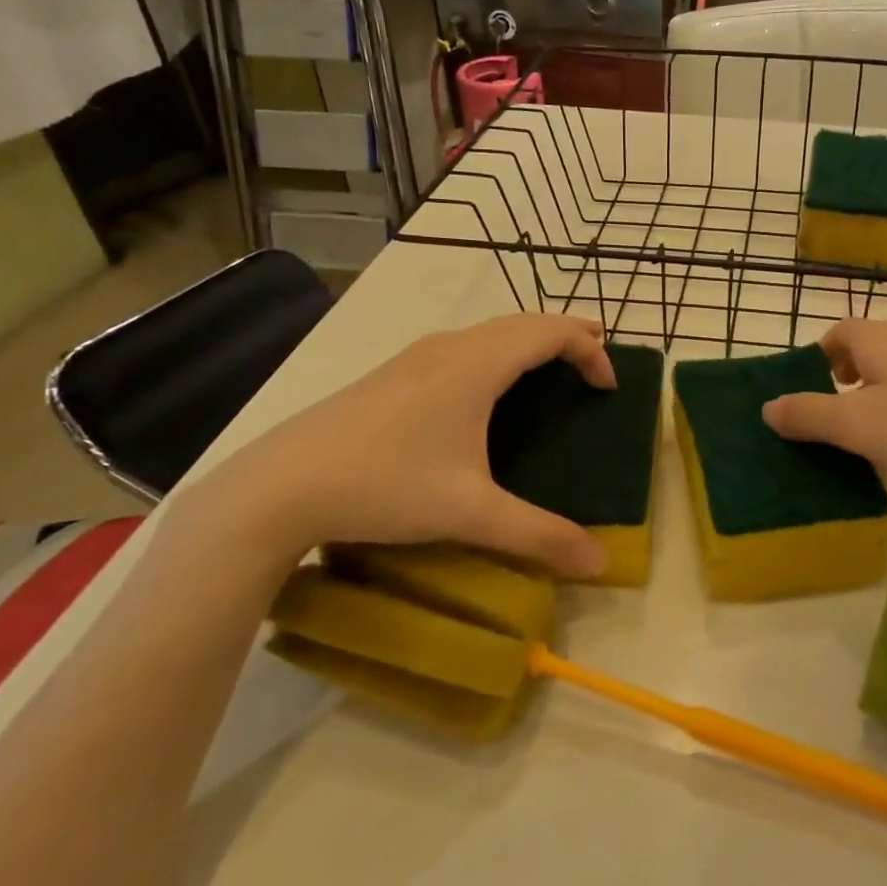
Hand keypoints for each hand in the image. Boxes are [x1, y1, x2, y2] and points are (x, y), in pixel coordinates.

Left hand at [197, 314, 614, 578]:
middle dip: (566, 335)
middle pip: (523, 322)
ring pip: (489, 331)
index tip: (608, 388)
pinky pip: (463, 346)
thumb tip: (598, 563)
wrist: (278, 486)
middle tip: (595, 359)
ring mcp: (415, 356)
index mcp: (477, 365)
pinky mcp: (392, 373)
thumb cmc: (384, 485)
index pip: (551, 334)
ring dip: (529, 340)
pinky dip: (497, 351)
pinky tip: (485, 389)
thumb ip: (538, 535)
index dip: (589, 352)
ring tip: (550, 366)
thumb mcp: (469, 513)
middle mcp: (450, 347)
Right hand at [761, 319, 886, 517]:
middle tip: (834, 422)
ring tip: (872, 439)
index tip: (808, 395)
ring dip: (876, 397)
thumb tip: (767, 407)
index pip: (837, 333)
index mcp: (880, 339)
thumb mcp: (860, 427)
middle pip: (866, 349)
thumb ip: (809, 415)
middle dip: (844, 380)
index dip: (816, 359)